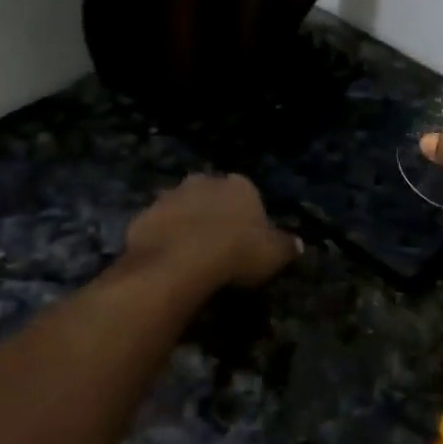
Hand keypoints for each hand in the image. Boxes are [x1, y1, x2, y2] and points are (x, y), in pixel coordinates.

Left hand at [123, 174, 301, 287]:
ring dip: (186, 224)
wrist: (179, 261)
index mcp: (239, 185)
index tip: (247, 239)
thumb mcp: (274, 254)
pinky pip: (157, 227)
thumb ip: (287, 246)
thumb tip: (299, 244)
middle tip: (218, 244)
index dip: (247, 217)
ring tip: (191, 255)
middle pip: (212, 195)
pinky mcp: (143, 216)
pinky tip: (168, 262)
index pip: (248, 195)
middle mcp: (204, 182)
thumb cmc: (236, 251)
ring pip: (182, 208)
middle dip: (214, 213)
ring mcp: (170, 196)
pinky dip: (163, 240)